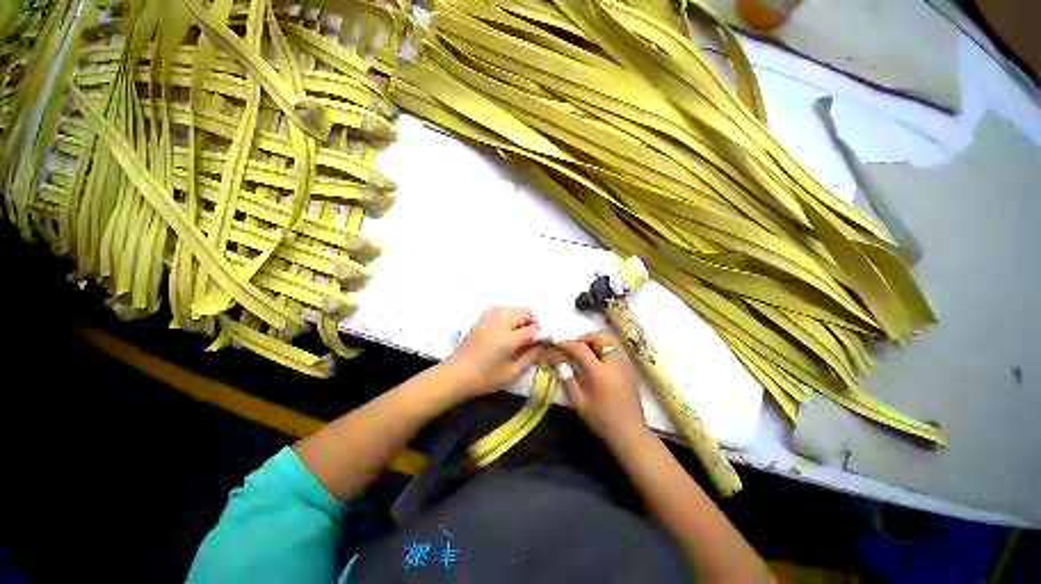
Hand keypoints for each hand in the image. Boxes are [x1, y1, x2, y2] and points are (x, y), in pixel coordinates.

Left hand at [443, 306, 542, 398]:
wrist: (455, 374)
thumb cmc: (484, 378)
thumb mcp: (511, 373)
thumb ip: (530, 357)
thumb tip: (541, 344)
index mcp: (509, 338)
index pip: (534, 329)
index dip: (541, 334)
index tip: (543, 342)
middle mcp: (501, 322)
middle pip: (526, 311)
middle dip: (533, 322)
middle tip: (531, 337)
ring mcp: (490, 317)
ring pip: (514, 307)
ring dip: (521, 317)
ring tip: (519, 332)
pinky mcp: (482, 317)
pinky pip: (502, 308)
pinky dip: (509, 314)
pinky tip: (507, 327)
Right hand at [556, 332, 647, 445]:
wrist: (630, 432)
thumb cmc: (602, 419)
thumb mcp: (579, 402)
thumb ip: (568, 379)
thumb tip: (558, 362)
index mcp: (600, 372)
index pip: (582, 349)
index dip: (568, 344)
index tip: (558, 343)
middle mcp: (614, 363)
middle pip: (601, 338)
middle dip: (585, 337)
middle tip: (574, 345)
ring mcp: (625, 364)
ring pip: (610, 341)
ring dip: (596, 340)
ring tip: (585, 350)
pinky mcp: (630, 369)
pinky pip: (616, 349)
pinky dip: (605, 346)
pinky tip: (598, 358)